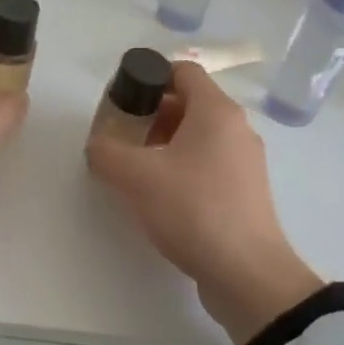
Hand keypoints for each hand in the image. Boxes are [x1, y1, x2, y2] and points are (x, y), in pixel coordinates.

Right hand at [86, 61, 321, 344]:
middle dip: (151, 114)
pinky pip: (208, 165)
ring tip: (135, 169)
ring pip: (198, 137)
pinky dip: (182, 168)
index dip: (149, 76)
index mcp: (217, 112)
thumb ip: (107, 152)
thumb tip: (97, 145)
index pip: (183, 71)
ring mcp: (245, 162)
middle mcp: (237, 129)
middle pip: (189, 104)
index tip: (122, 98)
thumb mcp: (136, 177)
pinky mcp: (245, 193)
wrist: (245, 273)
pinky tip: (160, 196)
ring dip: (164, 144)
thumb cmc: (193, 210)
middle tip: (121, 136)